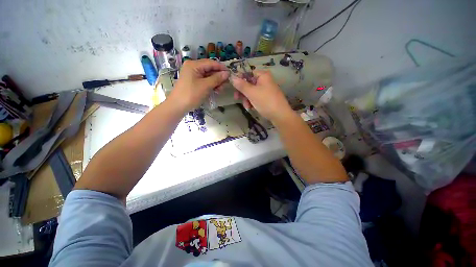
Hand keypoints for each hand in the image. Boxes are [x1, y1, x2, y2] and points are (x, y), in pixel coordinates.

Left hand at [168, 59, 229, 111]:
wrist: (178, 106)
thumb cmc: (191, 94)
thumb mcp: (206, 86)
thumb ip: (217, 78)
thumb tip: (227, 73)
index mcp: (194, 65)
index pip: (211, 63)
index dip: (221, 68)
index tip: (230, 73)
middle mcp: (193, 67)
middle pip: (210, 69)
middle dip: (218, 76)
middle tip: (226, 84)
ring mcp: (193, 75)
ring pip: (208, 76)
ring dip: (215, 82)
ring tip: (220, 90)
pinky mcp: (193, 81)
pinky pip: (204, 81)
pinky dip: (211, 85)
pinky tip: (216, 90)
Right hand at [231, 70, 292, 121]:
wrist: (280, 115)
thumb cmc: (266, 102)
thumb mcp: (252, 93)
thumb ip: (241, 85)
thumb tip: (232, 77)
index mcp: (263, 75)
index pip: (248, 73)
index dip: (240, 80)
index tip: (234, 88)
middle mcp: (265, 80)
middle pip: (249, 84)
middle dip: (243, 93)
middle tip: (237, 98)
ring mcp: (266, 90)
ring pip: (251, 92)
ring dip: (247, 99)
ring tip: (247, 107)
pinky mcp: (267, 98)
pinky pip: (256, 97)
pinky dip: (252, 102)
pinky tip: (251, 108)